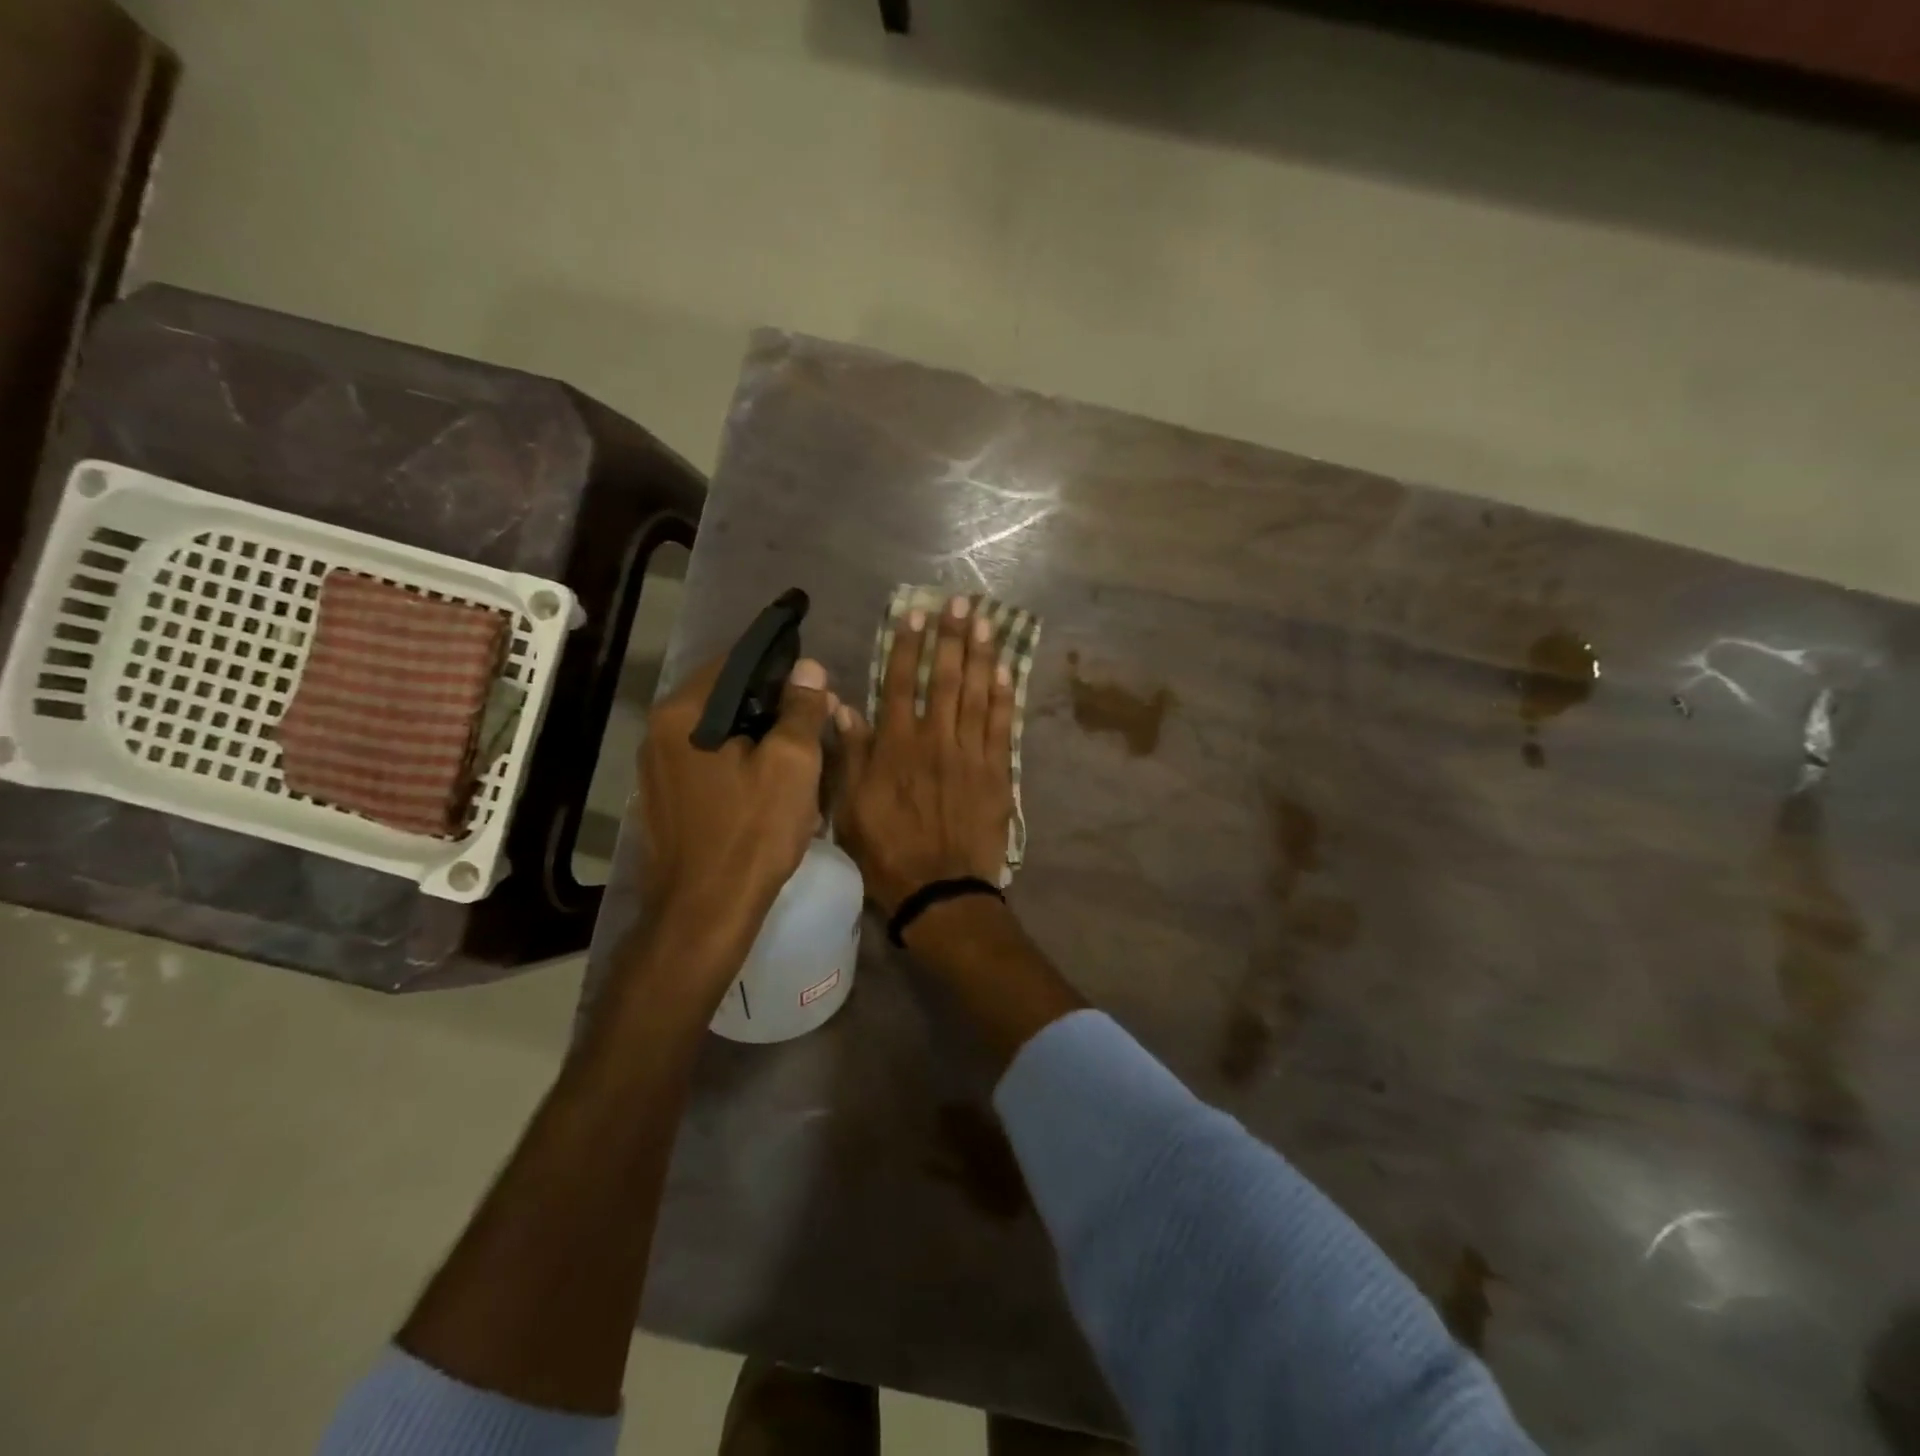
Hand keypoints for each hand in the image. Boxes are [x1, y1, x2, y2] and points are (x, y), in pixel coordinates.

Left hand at [638, 652, 835, 946]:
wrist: (705, 913)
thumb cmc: (753, 832)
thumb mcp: (792, 764)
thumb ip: (800, 709)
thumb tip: (808, 668)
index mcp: (684, 713)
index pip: (736, 661)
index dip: (781, 663)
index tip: (816, 676)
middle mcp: (660, 732)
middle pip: (728, 697)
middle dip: (776, 703)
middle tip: (820, 717)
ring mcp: (659, 769)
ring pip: (721, 732)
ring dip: (762, 734)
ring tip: (804, 751)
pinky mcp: (667, 799)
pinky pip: (711, 761)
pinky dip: (743, 760)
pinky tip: (773, 782)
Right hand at [835, 594, 1015, 915]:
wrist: (941, 891)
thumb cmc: (887, 851)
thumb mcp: (849, 807)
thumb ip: (849, 754)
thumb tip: (841, 706)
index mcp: (896, 746)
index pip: (901, 683)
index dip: (909, 646)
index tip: (916, 614)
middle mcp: (935, 740)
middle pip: (944, 679)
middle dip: (952, 637)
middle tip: (961, 602)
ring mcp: (970, 755)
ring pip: (975, 695)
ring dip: (981, 656)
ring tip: (986, 622)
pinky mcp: (996, 774)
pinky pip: (1001, 727)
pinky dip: (1003, 697)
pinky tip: (1006, 671)